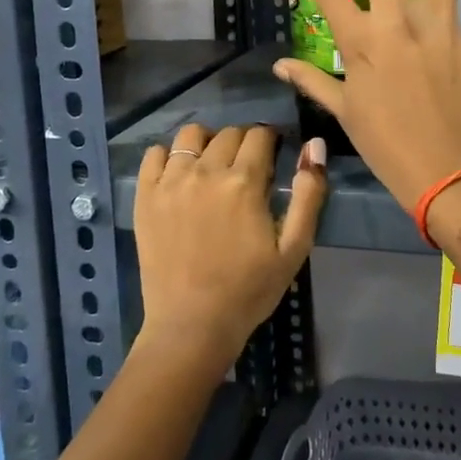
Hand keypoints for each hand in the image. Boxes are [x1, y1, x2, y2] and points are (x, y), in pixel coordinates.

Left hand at [134, 123, 326, 368]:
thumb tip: (315, 145)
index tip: (272, 157)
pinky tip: (179, 174)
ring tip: (212, 165)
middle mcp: (205, 171)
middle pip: (228, 133)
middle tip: (246, 169)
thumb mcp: (294, 248)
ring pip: (190, 135)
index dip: (270, 141)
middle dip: (243, 142)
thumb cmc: (249, 290)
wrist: (192, 326)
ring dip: (207, 142)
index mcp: (244, 181)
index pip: (260, 135)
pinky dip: (168, 155)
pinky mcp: (145, 197)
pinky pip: (153, 155)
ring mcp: (170, 182)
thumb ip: (309, 194)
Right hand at [274, 0, 460, 209]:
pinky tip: (437, 47)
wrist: (452, 173)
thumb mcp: (345, 113)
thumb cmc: (388, 145)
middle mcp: (397, 23)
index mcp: (360, 43)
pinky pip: (450, 19)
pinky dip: (439, 22)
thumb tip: (279, 63)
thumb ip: (313, 80)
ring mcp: (438, 28)